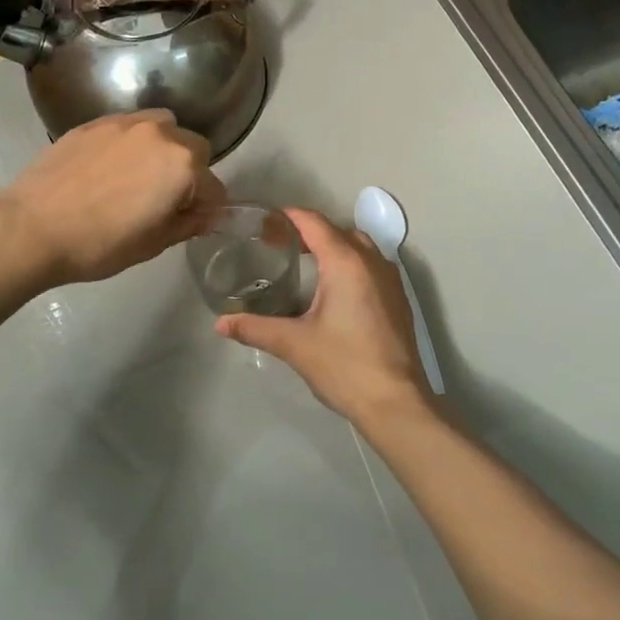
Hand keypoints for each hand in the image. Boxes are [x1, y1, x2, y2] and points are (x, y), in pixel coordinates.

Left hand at [0, 110, 224, 288]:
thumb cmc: (99, 244)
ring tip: (140, 174)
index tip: (192, 221)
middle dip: (189, 172)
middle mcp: (160, 134)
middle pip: (194, 148)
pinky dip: (131, 142)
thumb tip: (208, 215)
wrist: (32, 228)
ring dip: (163, 148)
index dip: (207, 208)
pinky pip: (128, 127)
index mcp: (182, 165)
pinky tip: (110, 168)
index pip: (214, 186)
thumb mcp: (153, 244)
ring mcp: (124, 123)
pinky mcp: (93, 122)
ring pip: (162, 127)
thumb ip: (188, 224)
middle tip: (165, 199)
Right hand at [216, 208, 435, 426]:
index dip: (290, 216)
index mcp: (346, 263)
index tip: (266, 221)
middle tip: (280, 243)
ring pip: (360, 247)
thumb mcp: (294, 344)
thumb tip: (220, 323)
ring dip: (334, 246)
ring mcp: (390, 280)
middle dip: (310, 231)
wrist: (395, 403)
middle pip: (338, 231)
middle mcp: (372, 262)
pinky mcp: (399, 299)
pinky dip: (352, 263)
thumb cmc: (343, 365)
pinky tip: (334, 289)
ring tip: (306, 262)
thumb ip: (255, 328)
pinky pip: (372, 266)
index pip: (315, 223)